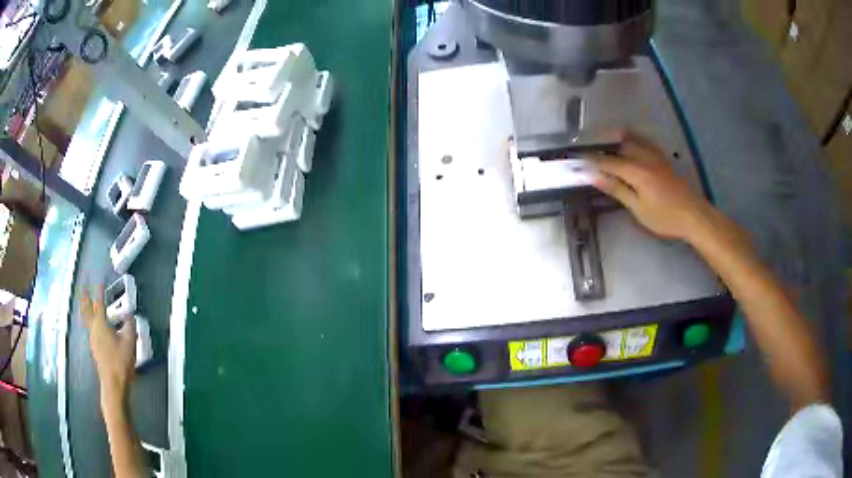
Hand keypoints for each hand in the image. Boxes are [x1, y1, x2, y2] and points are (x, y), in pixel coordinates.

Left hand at [79, 284, 135, 409]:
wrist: (113, 384)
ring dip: (85, 308)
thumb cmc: (121, 362)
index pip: (99, 302)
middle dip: (85, 297)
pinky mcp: (94, 347)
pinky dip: (88, 319)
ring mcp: (92, 338)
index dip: (100, 290)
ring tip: (84, 301)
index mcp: (101, 323)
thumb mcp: (130, 342)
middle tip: (83, 286)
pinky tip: (92, 324)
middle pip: (86, 309)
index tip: (100, 280)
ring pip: (86, 318)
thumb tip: (130, 315)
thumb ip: (130, 326)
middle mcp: (93, 328)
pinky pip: (89, 328)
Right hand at [590, 132, 715, 241]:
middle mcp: (645, 158)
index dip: (592, 161)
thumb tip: (594, 176)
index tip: (577, 161)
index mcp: (637, 171)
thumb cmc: (665, 217)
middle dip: (602, 148)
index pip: (609, 162)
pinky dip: (633, 138)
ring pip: (632, 140)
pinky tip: (629, 141)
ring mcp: (655, 156)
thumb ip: (617, 189)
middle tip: (589, 153)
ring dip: (616, 140)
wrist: (693, 215)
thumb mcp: (638, 209)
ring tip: (604, 143)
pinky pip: (645, 141)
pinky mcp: (662, 158)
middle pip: (619, 147)